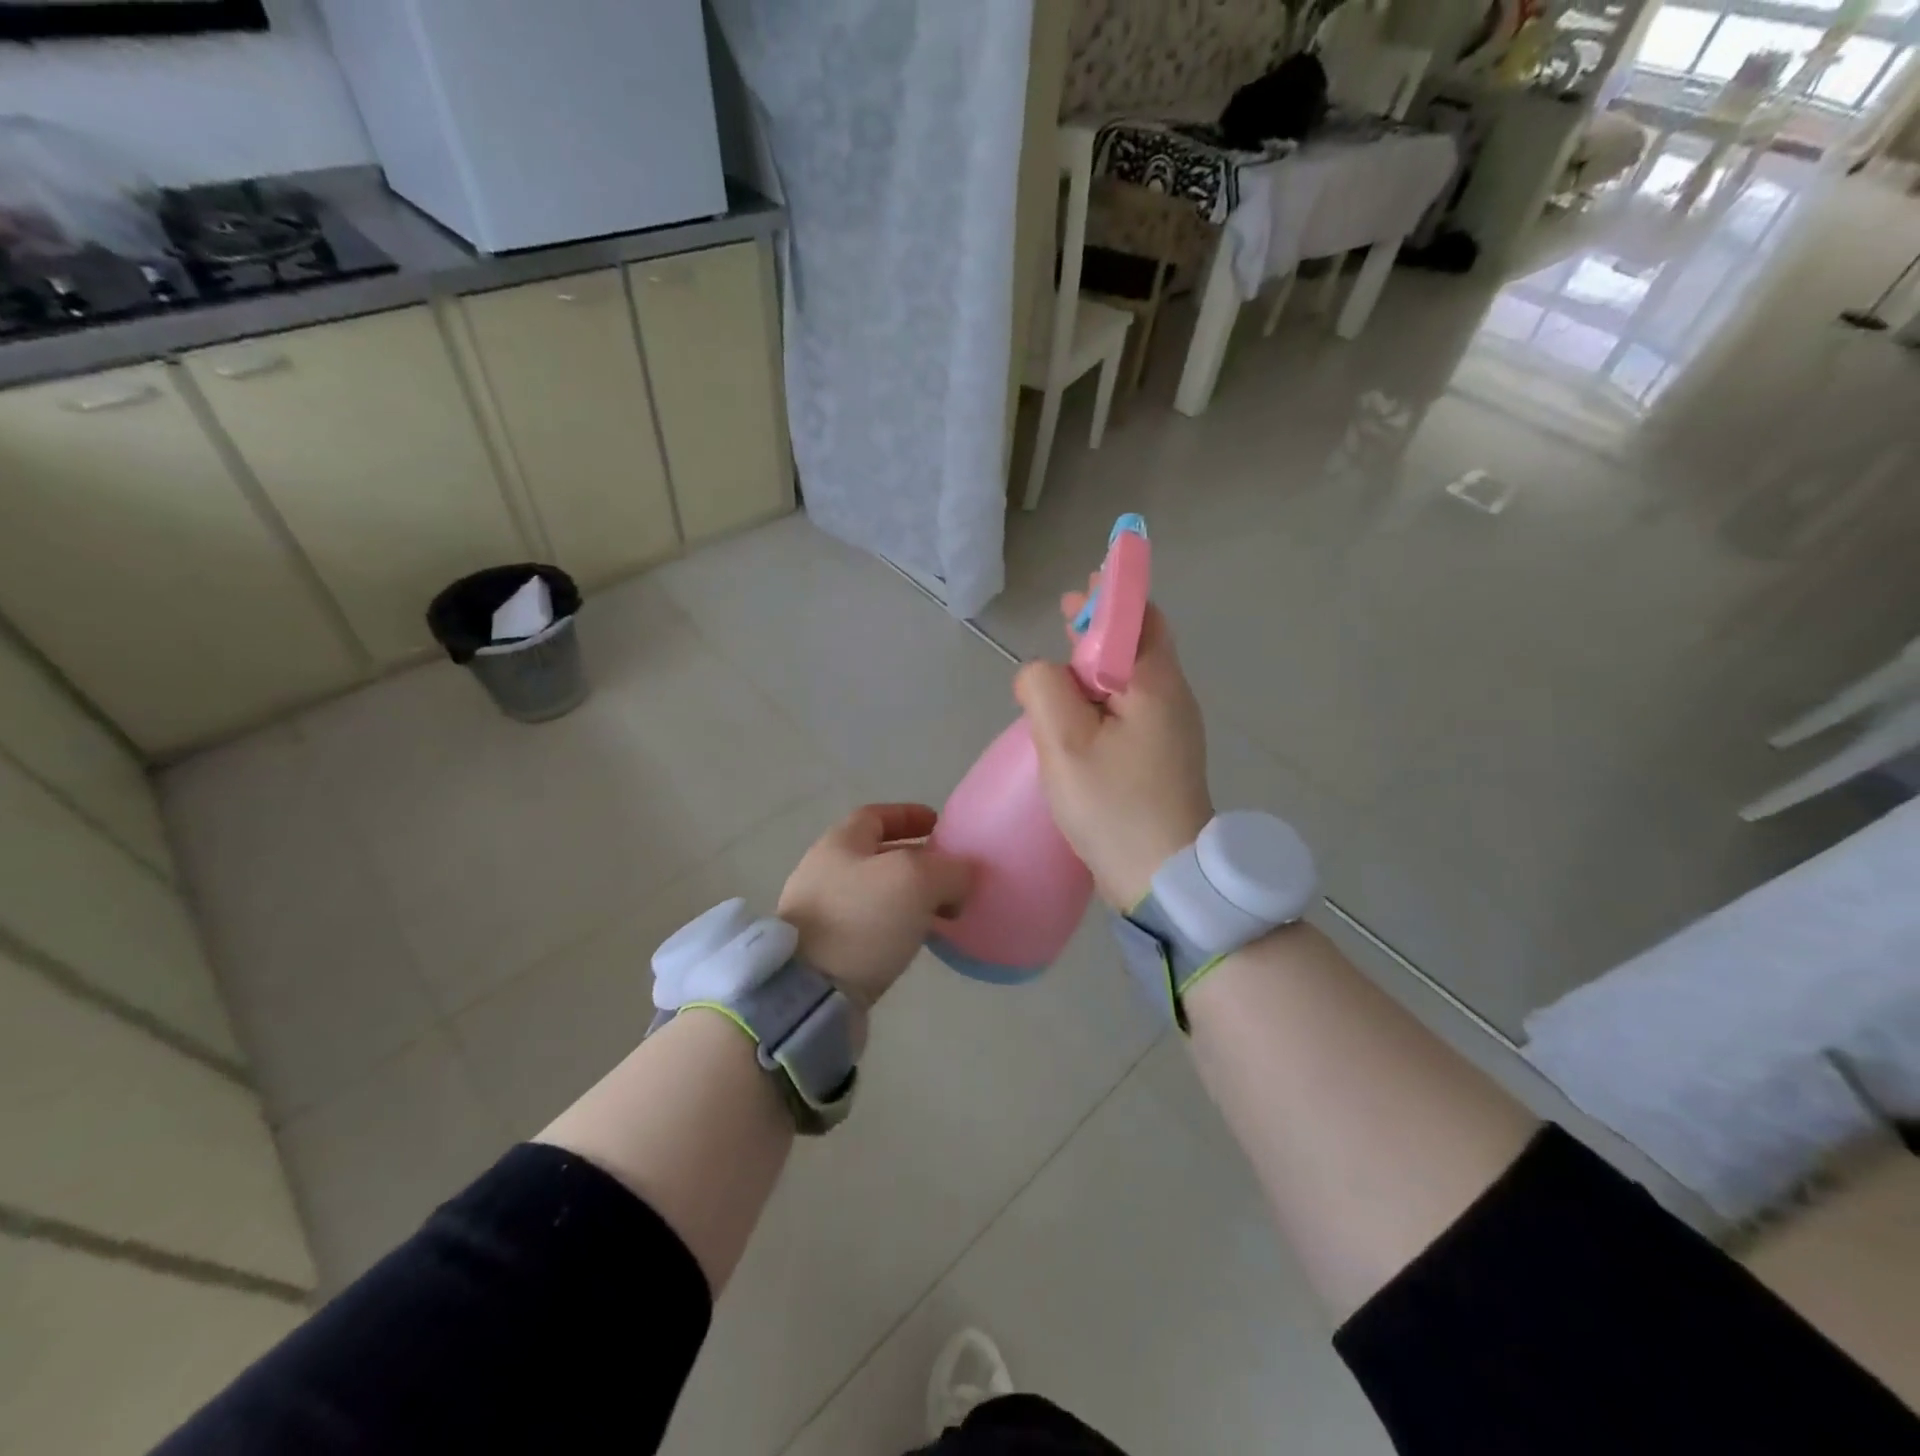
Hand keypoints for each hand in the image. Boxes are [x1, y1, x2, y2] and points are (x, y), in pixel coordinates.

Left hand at [777, 804, 973, 1007]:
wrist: (809, 993)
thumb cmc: (861, 919)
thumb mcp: (916, 881)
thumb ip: (949, 870)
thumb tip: (963, 876)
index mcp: (839, 843)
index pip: (876, 816)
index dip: (908, 815)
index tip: (939, 824)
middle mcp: (825, 872)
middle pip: (877, 855)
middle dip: (916, 860)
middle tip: (951, 874)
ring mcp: (821, 914)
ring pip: (876, 894)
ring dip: (911, 897)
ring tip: (945, 911)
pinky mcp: (826, 952)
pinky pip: (870, 927)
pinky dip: (898, 926)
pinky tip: (919, 940)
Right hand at [1014, 588, 1212, 908]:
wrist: (1164, 876)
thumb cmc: (1114, 805)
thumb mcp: (1064, 742)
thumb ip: (1044, 689)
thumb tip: (1039, 671)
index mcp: (1154, 684)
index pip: (1138, 618)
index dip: (1108, 596)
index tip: (1078, 590)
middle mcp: (1171, 698)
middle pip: (1141, 642)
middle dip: (1105, 623)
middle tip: (1068, 614)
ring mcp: (1172, 730)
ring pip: (1136, 676)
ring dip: (1103, 658)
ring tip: (1067, 655)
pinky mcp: (1163, 757)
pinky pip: (1134, 706)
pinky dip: (1107, 692)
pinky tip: (1082, 709)